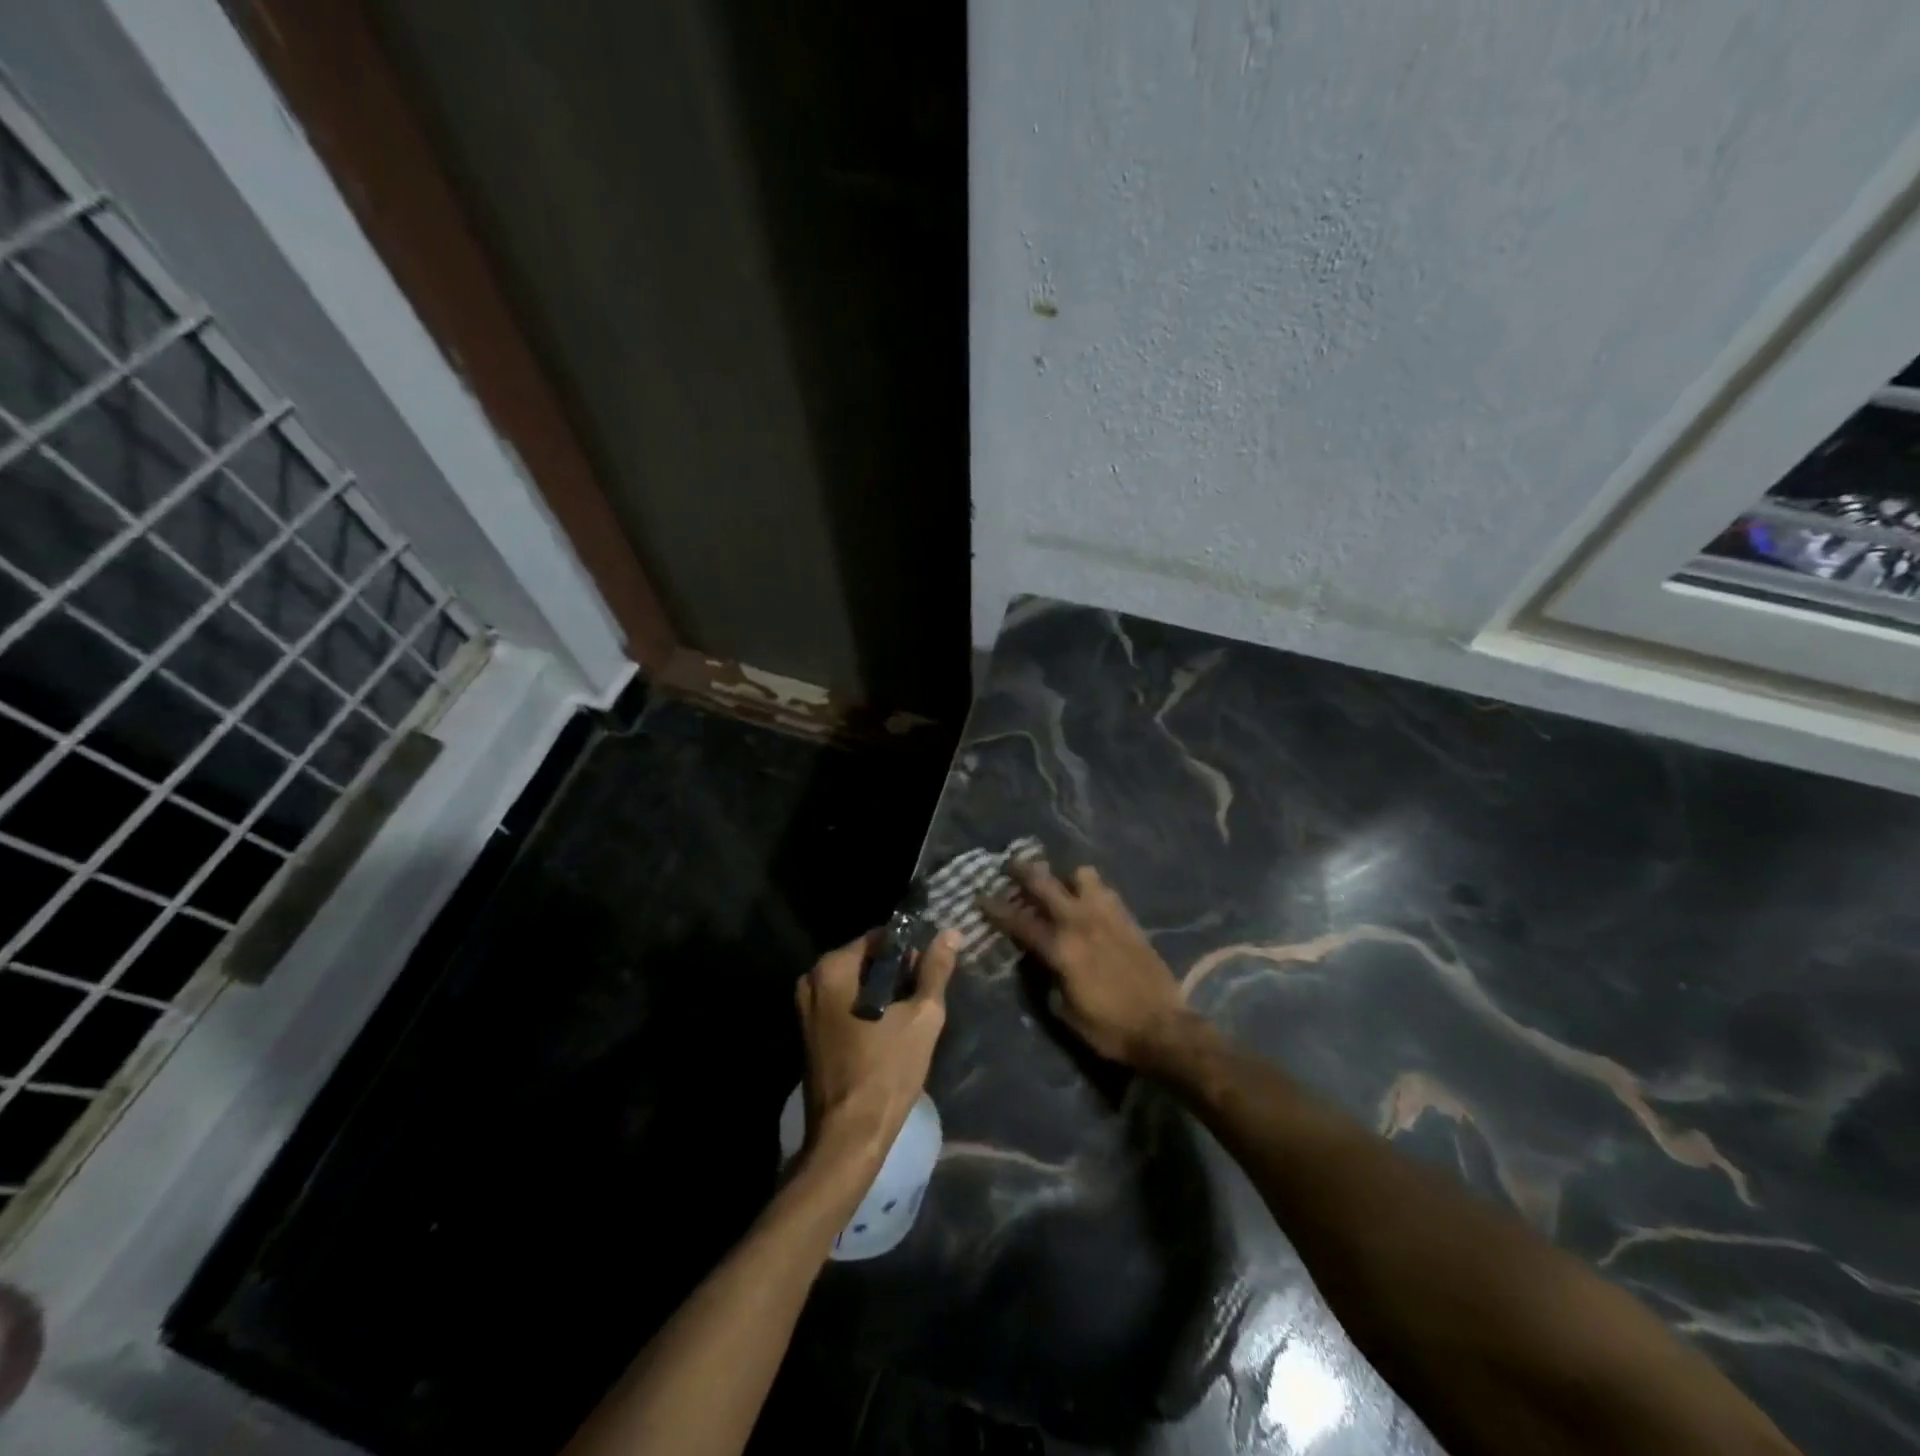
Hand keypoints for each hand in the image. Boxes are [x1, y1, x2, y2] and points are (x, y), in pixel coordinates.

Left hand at [795, 926, 960, 1170]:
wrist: (849, 1137)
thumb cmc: (886, 1071)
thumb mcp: (922, 1016)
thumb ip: (935, 970)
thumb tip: (950, 933)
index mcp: (833, 967)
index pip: (881, 938)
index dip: (911, 949)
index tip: (932, 969)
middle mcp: (812, 979)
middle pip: (866, 960)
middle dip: (897, 972)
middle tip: (925, 995)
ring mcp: (806, 1007)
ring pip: (856, 984)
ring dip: (884, 992)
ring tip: (912, 1014)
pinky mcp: (809, 1032)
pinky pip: (845, 1004)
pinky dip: (867, 1008)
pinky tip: (890, 1029)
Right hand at [980, 862, 1191, 1068]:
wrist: (1163, 1028)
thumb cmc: (1109, 1028)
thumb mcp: (1066, 1011)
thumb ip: (1048, 978)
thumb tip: (1040, 959)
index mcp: (1061, 949)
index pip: (1020, 921)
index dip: (996, 908)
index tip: (979, 896)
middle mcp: (1080, 922)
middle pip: (1045, 883)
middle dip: (1022, 871)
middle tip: (1009, 866)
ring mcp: (1107, 916)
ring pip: (1081, 875)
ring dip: (1065, 876)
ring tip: (1059, 885)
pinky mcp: (1128, 919)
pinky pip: (1105, 890)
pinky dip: (1091, 889)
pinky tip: (1088, 900)